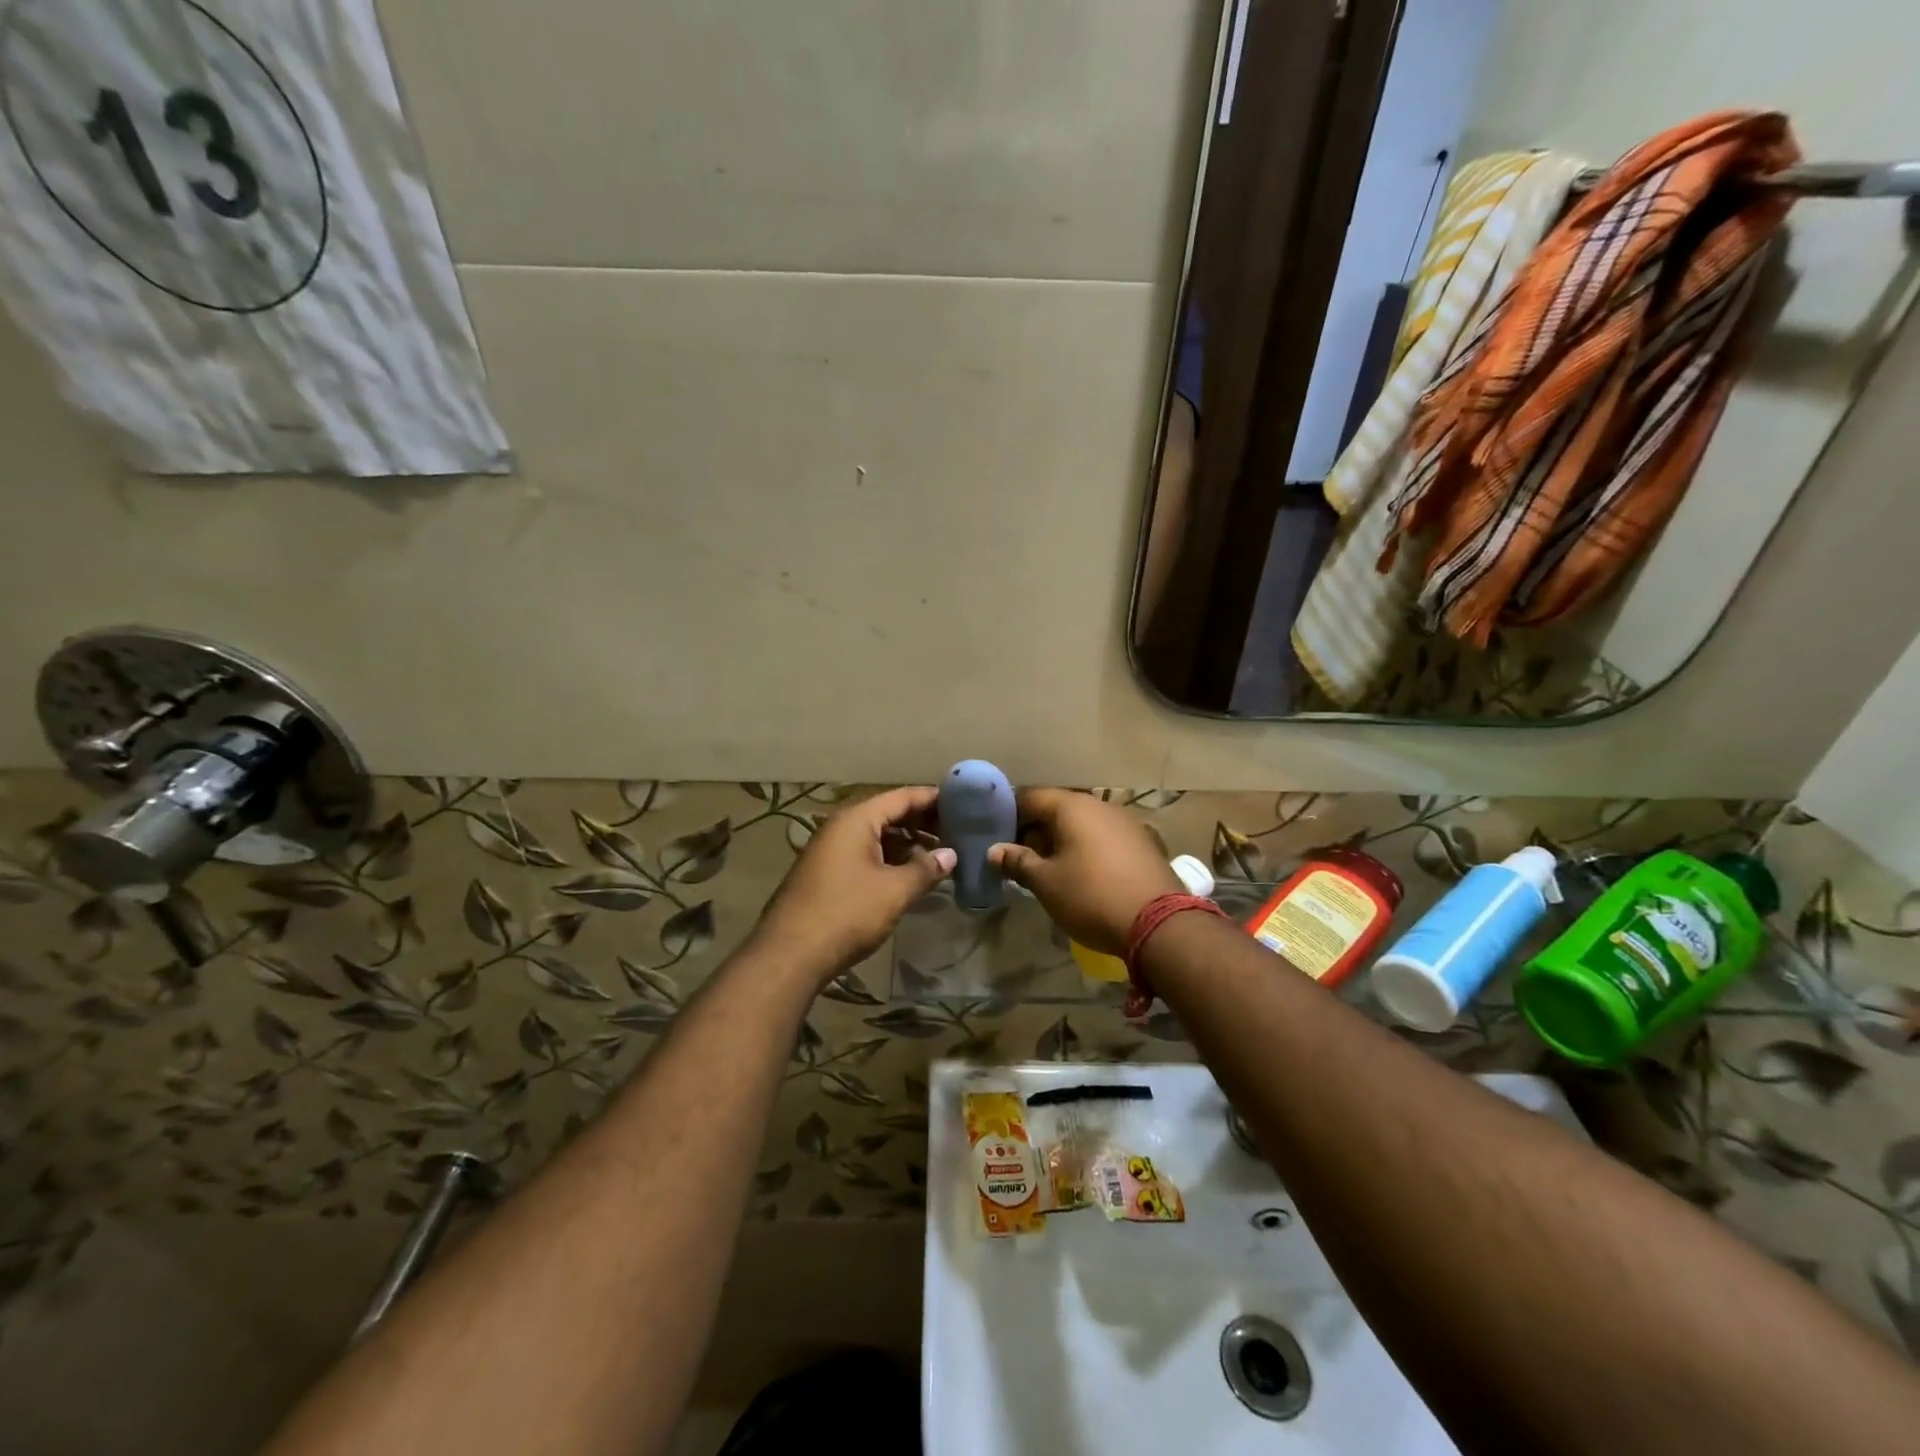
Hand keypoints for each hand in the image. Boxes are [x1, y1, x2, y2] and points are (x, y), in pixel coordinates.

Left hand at [751, 786, 955, 986]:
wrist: (790, 955)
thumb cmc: (846, 913)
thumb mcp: (894, 891)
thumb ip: (925, 869)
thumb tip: (951, 855)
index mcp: (857, 820)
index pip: (902, 796)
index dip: (933, 798)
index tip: (964, 803)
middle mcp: (841, 827)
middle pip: (889, 813)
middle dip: (922, 822)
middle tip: (958, 831)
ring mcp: (830, 850)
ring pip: (877, 836)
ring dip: (907, 843)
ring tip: (940, 855)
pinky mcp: (827, 873)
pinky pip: (865, 854)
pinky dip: (889, 859)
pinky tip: (910, 875)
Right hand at [988, 789, 1181, 955]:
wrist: (1159, 924)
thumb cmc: (1092, 897)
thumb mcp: (1046, 883)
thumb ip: (1018, 862)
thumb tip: (995, 850)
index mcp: (1072, 806)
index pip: (1030, 797)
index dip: (1009, 814)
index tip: (994, 835)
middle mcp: (1100, 805)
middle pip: (1057, 808)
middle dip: (1034, 830)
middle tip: (1017, 857)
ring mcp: (1125, 822)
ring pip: (1082, 823)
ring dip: (1061, 840)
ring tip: (1046, 868)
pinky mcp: (1143, 843)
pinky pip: (1103, 837)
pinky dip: (1085, 848)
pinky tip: (1080, 873)